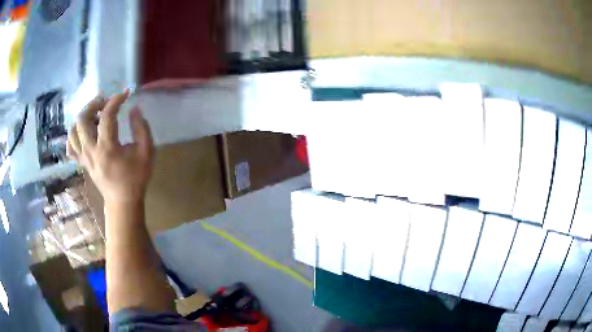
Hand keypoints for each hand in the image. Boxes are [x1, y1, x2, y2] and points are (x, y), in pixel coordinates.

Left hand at [67, 91, 153, 203]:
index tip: (125, 94)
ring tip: (94, 115)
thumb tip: (134, 108)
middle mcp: (91, 151)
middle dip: (93, 104)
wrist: (122, 202)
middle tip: (104, 101)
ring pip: (73, 131)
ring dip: (82, 118)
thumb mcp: (147, 153)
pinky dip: (73, 136)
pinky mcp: (82, 163)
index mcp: (107, 148)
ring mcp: (84, 158)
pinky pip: (70, 147)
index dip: (116, 100)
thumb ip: (142, 128)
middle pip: (82, 119)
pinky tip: (83, 132)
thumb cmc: (135, 178)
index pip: (106, 116)